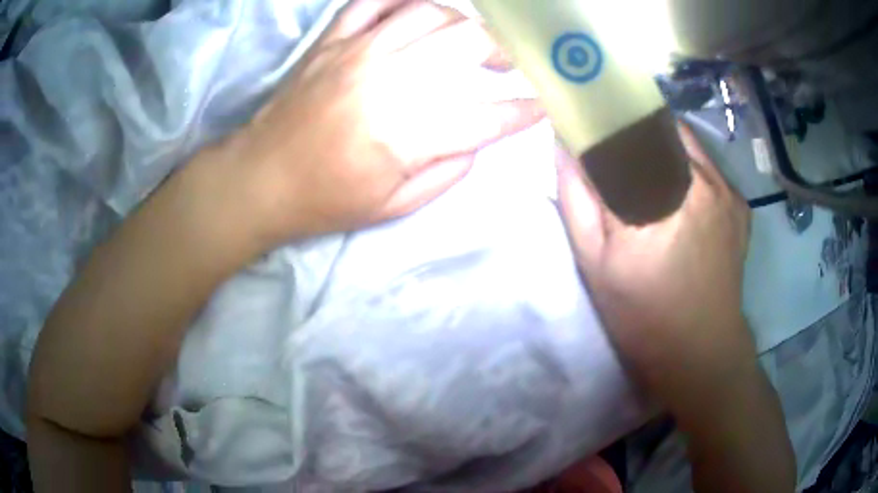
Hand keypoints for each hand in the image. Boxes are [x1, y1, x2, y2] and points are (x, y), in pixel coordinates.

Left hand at [219, 0, 542, 244]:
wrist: (261, 179)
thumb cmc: (326, 200)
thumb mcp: (394, 206)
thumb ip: (447, 172)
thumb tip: (478, 138)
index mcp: (406, 134)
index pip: (486, 116)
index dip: (523, 112)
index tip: (542, 107)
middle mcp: (387, 81)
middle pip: (466, 43)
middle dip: (503, 50)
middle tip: (509, 63)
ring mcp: (356, 53)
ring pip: (428, 12)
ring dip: (462, 22)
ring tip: (468, 39)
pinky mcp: (331, 42)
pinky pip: (372, 1)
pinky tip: (417, 11)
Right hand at [556, 124, 754, 406]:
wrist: (701, 351)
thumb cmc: (643, 316)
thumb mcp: (595, 264)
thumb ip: (577, 199)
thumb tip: (564, 146)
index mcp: (661, 195)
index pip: (622, 129)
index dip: (599, 119)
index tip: (583, 122)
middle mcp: (701, 180)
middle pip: (658, 125)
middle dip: (629, 129)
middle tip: (612, 150)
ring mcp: (727, 189)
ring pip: (684, 140)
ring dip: (659, 145)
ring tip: (644, 174)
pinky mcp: (739, 203)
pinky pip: (706, 163)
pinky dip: (685, 164)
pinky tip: (676, 194)